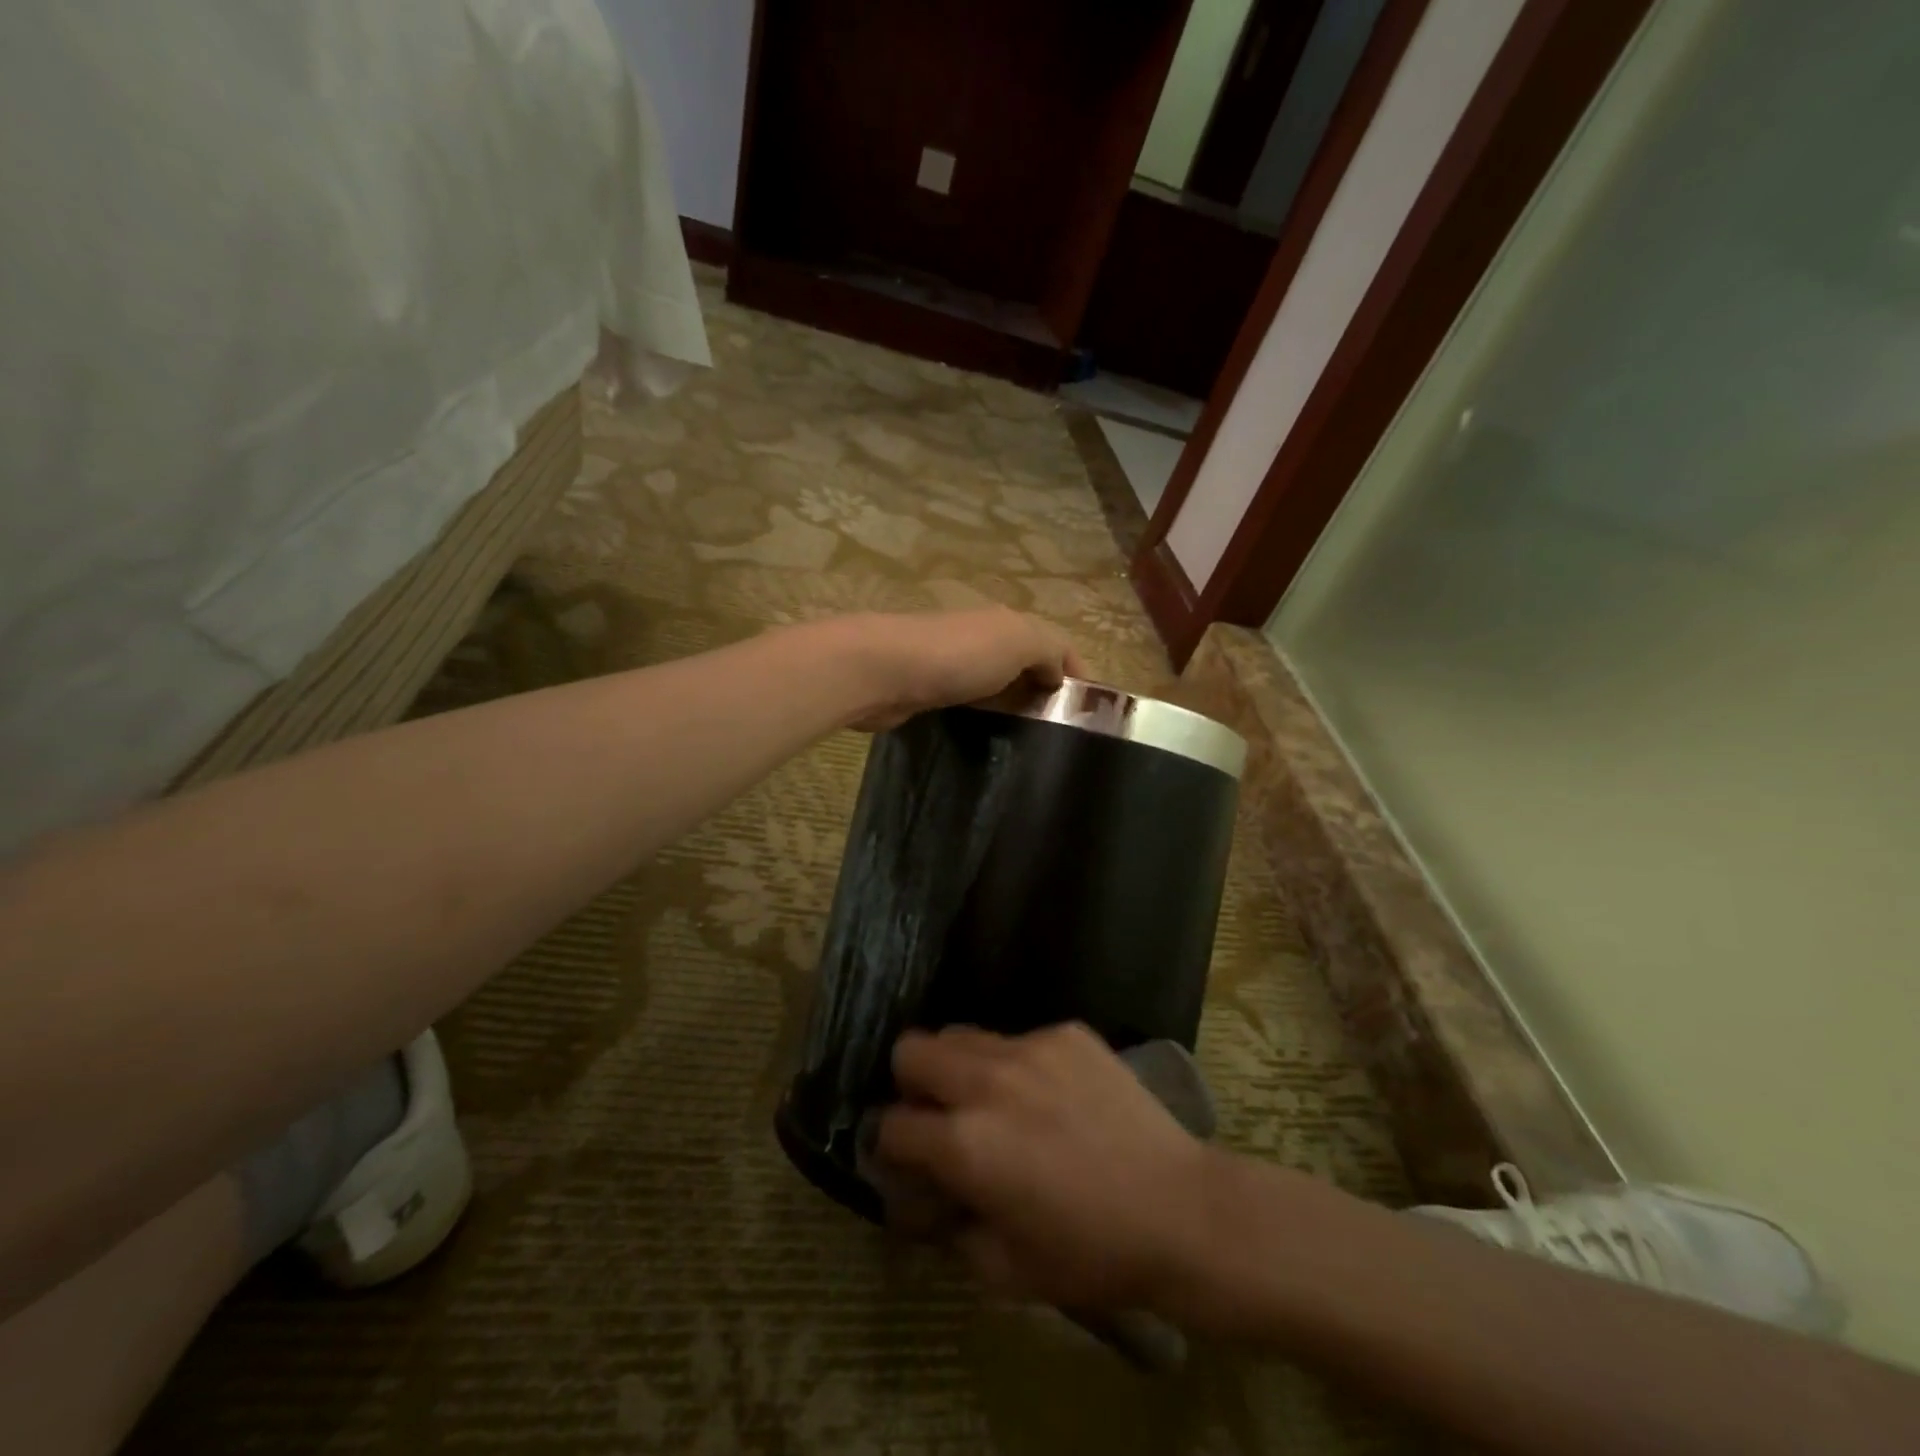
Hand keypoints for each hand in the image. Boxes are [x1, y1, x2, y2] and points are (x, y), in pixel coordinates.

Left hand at [816, 608, 1083, 731]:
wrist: (883, 671)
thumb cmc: (958, 655)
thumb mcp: (1020, 641)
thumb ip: (1050, 650)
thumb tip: (1059, 673)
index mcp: (1008, 623)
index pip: (1056, 644)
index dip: (1076, 674)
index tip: (1090, 715)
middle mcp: (983, 638)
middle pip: (1027, 664)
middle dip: (1047, 693)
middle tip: (1063, 737)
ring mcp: (954, 665)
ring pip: (998, 686)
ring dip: (1016, 707)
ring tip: (1033, 745)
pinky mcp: (930, 691)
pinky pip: (970, 703)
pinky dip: (985, 716)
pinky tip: (991, 739)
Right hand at [876, 1023, 1215, 1311]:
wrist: (1180, 1210)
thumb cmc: (1091, 1253)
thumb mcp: (1005, 1269)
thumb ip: (949, 1227)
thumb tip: (926, 1197)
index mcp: (965, 1144)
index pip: (891, 1124)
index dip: (890, 1147)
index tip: (909, 1160)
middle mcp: (987, 1081)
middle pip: (912, 1050)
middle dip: (912, 1085)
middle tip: (940, 1116)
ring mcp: (1030, 1047)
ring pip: (962, 1034)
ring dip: (962, 1068)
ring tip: (995, 1101)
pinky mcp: (1067, 1033)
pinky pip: (1019, 1039)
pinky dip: (1018, 1065)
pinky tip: (1052, 1097)